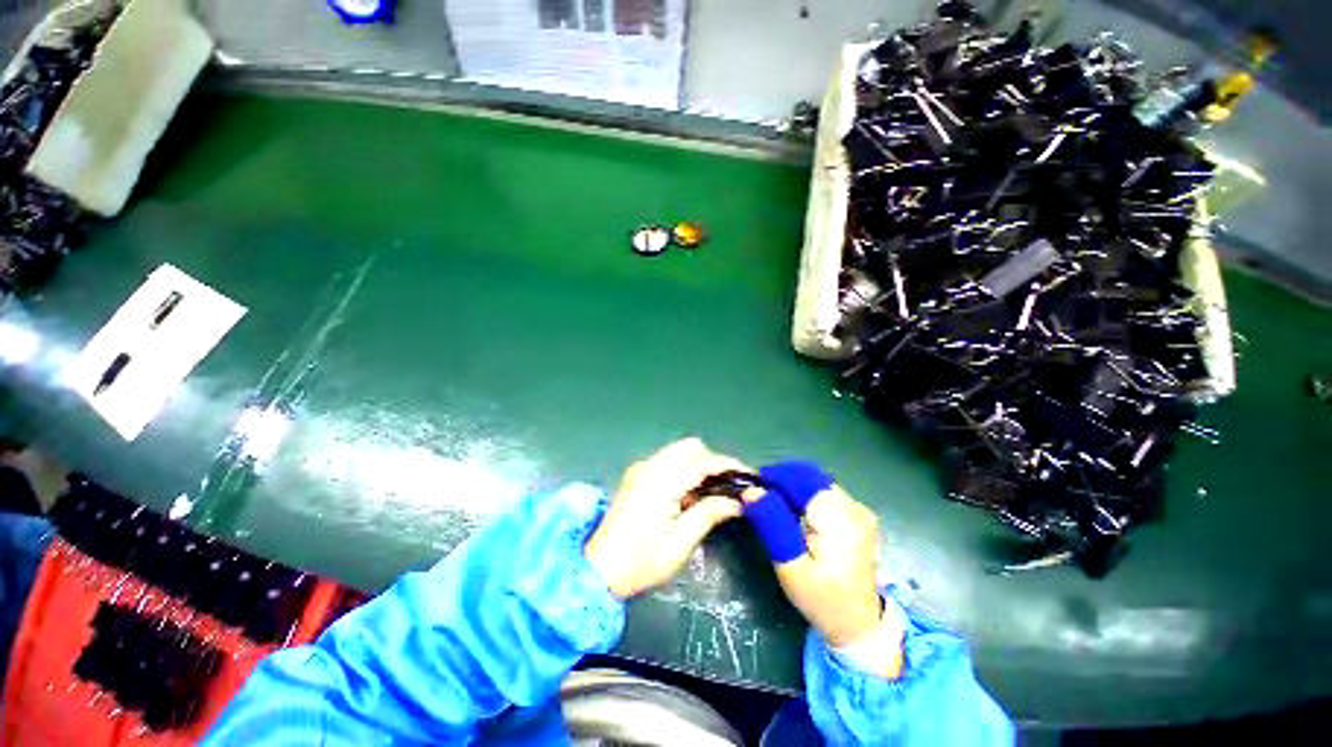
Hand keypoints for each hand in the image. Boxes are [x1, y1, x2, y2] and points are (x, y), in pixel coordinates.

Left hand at [585, 438, 745, 598]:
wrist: (598, 570)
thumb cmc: (642, 560)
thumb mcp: (681, 540)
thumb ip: (710, 513)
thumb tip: (737, 502)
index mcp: (662, 479)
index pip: (703, 461)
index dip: (729, 465)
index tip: (750, 476)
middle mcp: (650, 465)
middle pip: (690, 447)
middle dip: (712, 461)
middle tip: (728, 487)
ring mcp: (641, 469)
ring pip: (678, 452)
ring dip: (698, 465)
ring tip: (711, 493)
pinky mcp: (636, 477)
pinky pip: (666, 462)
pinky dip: (683, 470)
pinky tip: (688, 495)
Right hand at [765, 485, 894, 665]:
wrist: (860, 626)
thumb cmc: (822, 600)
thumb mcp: (790, 566)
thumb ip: (772, 523)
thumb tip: (751, 491)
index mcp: (839, 518)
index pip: (801, 478)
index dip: (775, 476)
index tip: (753, 489)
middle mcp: (854, 507)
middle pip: (810, 477)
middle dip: (782, 480)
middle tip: (760, 498)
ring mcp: (859, 510)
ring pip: (817, 482)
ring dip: (793, 487)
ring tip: (774, 506)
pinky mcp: (858, 517)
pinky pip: (825, 493)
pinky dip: (805, 495)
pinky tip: (794, 514)